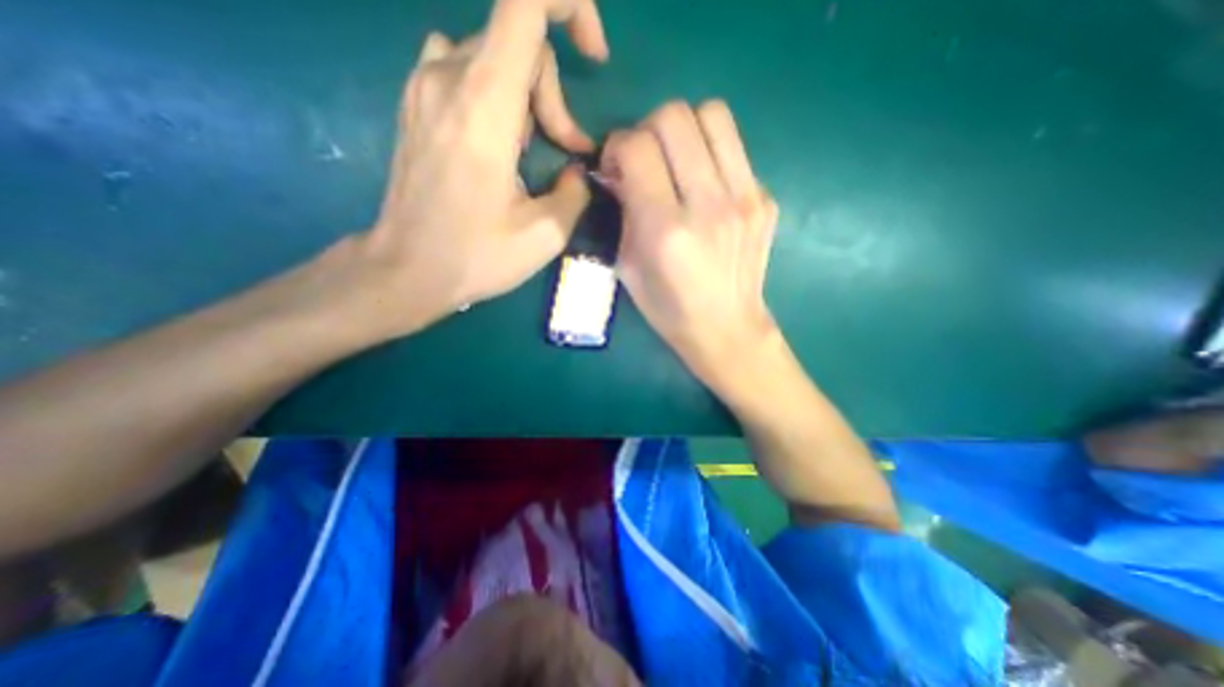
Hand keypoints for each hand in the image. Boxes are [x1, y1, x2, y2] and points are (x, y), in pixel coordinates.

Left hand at [340, 0, 608, 340]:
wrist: (406, 268)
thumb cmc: (475, 256)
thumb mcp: (545, 235)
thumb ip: (575, 192)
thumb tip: (577, 170)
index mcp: (485, 104)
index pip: (526, 1)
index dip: (570, 5)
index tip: (593, 53)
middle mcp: (448, 75)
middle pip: (520, 43)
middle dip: (555, 96)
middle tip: (566, 151)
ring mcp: (424, 83)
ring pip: (496, 57)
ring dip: (529, 98)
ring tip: (532, 153)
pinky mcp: (416, 101)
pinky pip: (467, 68)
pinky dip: (499, 96)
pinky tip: (500, 142)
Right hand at [604, 102, 783, 387]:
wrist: (727, 329)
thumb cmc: (669, 309)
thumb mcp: (628, 267)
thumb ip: (623, 212)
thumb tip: (620, 171)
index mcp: (665, 230)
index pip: (637, 148)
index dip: (617, 146)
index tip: (616, 166)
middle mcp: (708, 205)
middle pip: (674, 116)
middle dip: (647, 129)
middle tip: (644, 159)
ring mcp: (745, 198)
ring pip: (712, 115)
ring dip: (684, 129)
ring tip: (676, 159)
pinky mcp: (765, 199)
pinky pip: (734, 148)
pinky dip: (710, 153)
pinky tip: (704, 184)